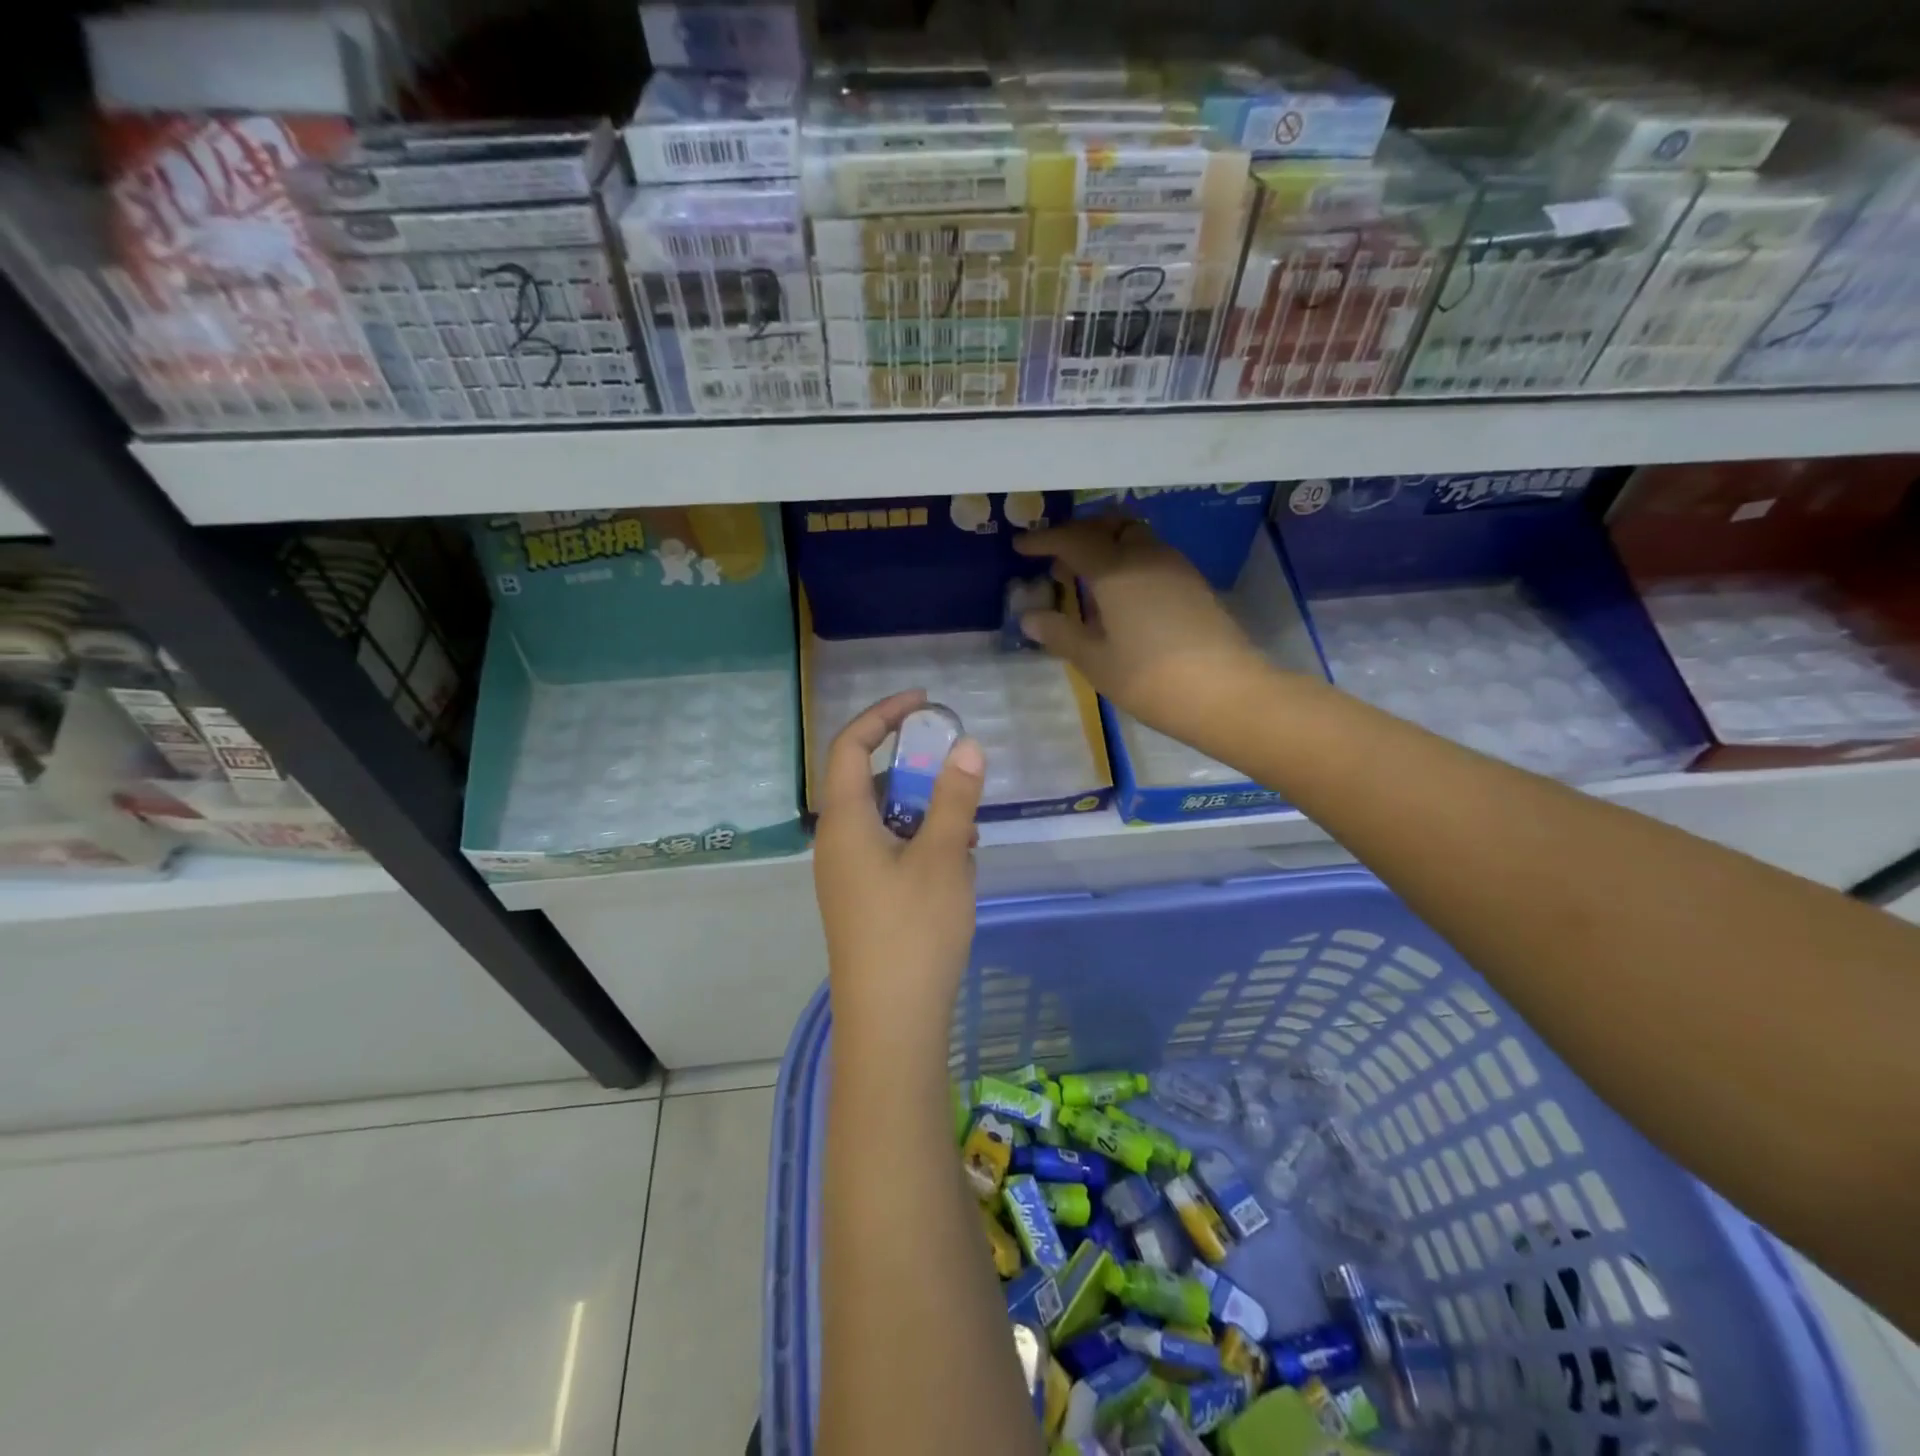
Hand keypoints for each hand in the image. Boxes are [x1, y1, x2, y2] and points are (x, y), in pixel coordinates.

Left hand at [813, 690, 985, 1045]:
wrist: (890, 1022)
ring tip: (967, 830)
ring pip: (885, 820)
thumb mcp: (944, 858)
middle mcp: (837, 843)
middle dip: (915, 769)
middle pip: (869, 782)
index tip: (925, 701)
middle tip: (958, 773)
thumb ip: (955, 798)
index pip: (851, 746)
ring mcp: (847, 876)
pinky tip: (956, 865)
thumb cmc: (914, 932)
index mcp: (845, 822)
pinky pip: (888, 851)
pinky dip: (920, 842)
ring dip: (924, 811)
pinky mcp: (862, 901)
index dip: (883, 715)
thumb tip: (966, 745)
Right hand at [1014, 518, 1276, 748]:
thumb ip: (1061, 634)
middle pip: (1109, 525)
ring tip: (1087, 579)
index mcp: (1115, 571)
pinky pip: (1152, 555)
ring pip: (1135, 537)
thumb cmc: (1150, 679)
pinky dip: (1128, 561)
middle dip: (1079, 534)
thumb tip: (1030, 617)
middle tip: (1058, 559)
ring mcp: (1175, 567)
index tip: (1021, 546)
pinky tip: (1121, 595)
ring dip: (1107, 545)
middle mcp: (1146, 556)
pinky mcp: (1194, 584)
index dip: (1043, 541)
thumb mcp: (1096, 662)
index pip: (1072, 540)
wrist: (1227, 694)